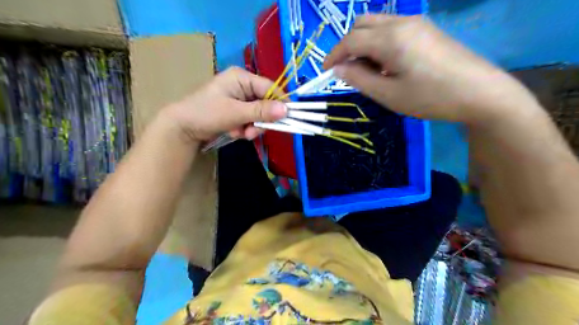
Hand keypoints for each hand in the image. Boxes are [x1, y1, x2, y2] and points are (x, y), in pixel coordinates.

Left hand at [165, 66, 286, 141]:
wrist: (182, 128)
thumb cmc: (206, 113)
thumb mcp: (235, 112)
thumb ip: (261, 111)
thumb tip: (287, 110)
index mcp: (242, 77)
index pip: (270, 88)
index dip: (280, 103)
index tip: (287, 118)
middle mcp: (243, 86)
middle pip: (265, 103)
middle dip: (260, 120)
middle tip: (251, 132)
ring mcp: (239, 99)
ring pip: (258, 114)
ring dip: (251, 127)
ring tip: (239, 133)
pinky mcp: (236, 110)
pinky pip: (250, 120)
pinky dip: (244, 129)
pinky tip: (233, 132)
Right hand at [324, 14, 535, 123]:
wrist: (480, 93)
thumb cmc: (431, 97)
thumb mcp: (389, 94)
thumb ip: (359, 79)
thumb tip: (339, 69)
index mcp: (390, 38)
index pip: (350, 40)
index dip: (333, 55)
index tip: (325, 72)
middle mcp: (401, 22)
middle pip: (361, 24)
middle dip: (347, 45)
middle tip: (348, 71)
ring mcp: (416, 23)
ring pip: (377, 24)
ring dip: (364, 44)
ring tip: (369, 71)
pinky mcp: (426, 29)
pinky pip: (392, 29)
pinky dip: (379, 43)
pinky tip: (387, 65)